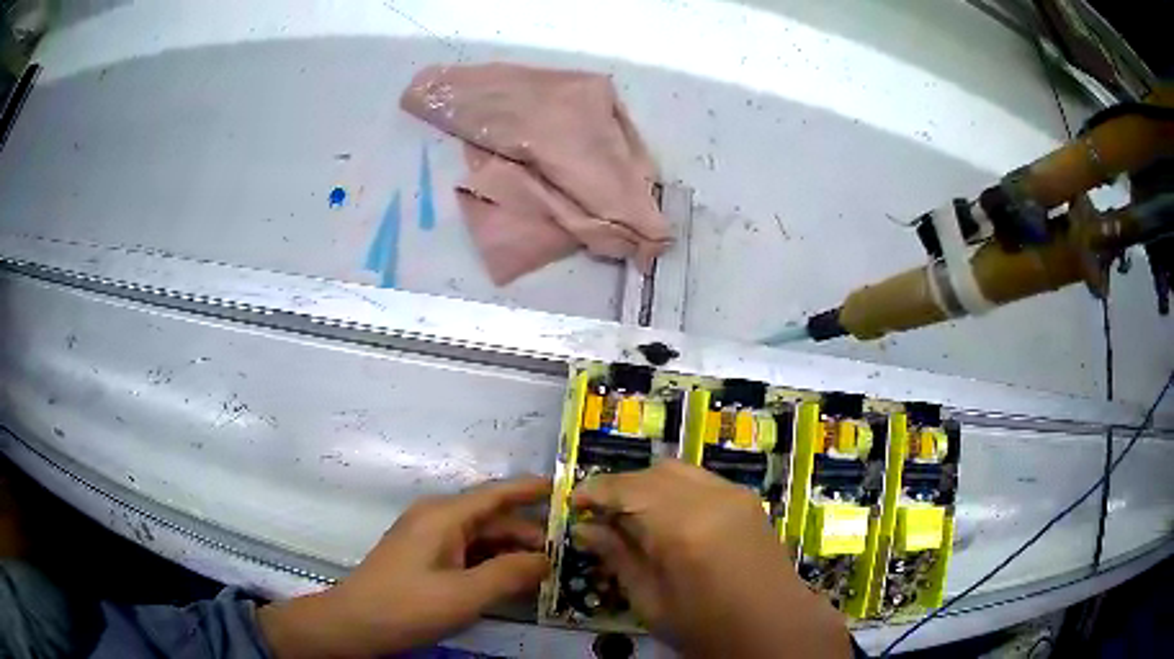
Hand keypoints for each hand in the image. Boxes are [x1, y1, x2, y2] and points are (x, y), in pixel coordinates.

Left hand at [259, 476, 550, 657]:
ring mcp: (428, 538)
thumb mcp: (465, 594)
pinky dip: (492, 563)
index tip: (567, 490)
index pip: (497, 494)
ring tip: (548, 568)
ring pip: (481, 537)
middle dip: (529, 532)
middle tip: (569, 550)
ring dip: (512, 551)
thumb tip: (546, 560)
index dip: (532, 490)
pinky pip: (467, 552)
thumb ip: (509, 574)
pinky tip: (512, 580)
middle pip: (492, 518)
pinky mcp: (424, 558)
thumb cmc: (408, 605)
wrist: (355, 624)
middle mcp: (437, 519)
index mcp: (444, 516)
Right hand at [573, 460, 849, 658]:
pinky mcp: (748, 499)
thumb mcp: (651, 601)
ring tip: (633, 517)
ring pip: (677, 470)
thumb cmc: (707, 626)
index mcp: (682, 527)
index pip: (627, 489)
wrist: (775, 628)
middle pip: (652, 473)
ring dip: (648, 485)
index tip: (574, 504)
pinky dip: (675, 489)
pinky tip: (668, 519)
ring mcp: (734, 494)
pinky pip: (701, 480)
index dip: (594, 491)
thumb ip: (618, 557)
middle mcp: (711, 497)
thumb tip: (586, 529)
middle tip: (601, 518)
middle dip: (621, 488)